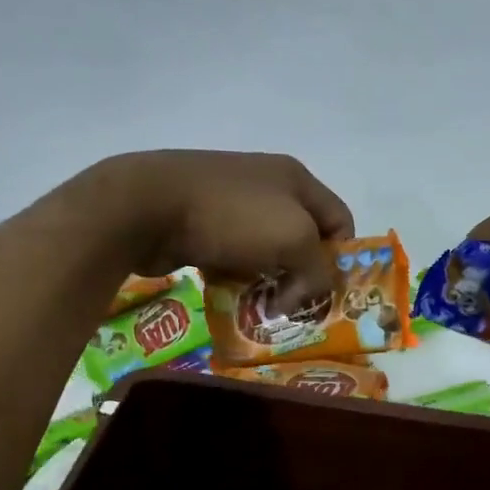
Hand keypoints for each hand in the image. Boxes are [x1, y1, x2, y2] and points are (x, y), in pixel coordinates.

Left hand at [82, 150, 354, 300]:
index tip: (328, 292)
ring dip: (268, 283)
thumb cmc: (232, 216)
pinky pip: (233, 260)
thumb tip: (301, 297)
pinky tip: (230, 298)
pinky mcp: (202, 226)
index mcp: (296, 179)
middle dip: (303, 276)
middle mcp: (268, 187)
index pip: (340, 220)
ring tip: (263, 310)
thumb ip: (318, 270)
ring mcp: (232, 205)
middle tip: (296, 309)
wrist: (148, 206)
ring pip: (266, 254)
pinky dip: (236, 281)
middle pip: (303, 239)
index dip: (342, 258)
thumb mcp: (295, 239)